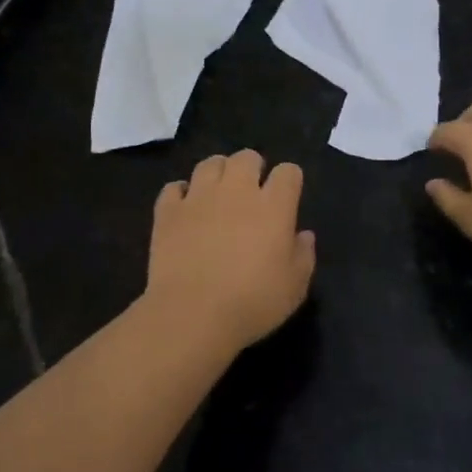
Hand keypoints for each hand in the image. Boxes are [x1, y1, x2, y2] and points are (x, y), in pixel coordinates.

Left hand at [141, 150, 315, 358]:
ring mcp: (199, 197)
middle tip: (251, 192)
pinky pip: (174, 188)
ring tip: (218, 193)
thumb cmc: (253, 303)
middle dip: (253, 168)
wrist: (193, 314)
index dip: (290, 180)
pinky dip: (181, 193)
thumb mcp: (295, 287)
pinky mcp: (168, 211)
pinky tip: (185, 208)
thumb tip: (303, 235)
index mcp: (273, 206)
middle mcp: (237, 191)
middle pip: (247, 157)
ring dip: (218, 173)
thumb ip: (304, 255)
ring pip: (210, 163)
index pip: (288, 172)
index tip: (287, 197)